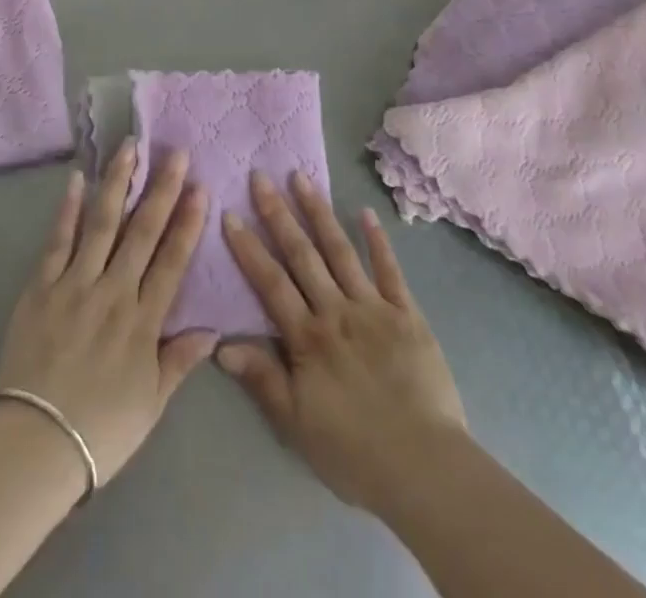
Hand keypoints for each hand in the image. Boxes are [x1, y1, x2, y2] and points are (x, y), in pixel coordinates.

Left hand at [0, 140, 214, 489]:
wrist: (33, 446)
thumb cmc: (99, 431)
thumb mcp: (151, 404)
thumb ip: (179, 360)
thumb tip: (213, 329)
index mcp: (143, 321)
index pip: (172, 261)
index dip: (188, 222)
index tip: (200, 187)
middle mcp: (114, 292)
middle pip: (142, 232)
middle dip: (161, 189)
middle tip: (175, 152)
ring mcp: (75, 284)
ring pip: (102, 223)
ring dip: (117, 183)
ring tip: (129, 148)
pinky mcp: (41, 286)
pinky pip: (58, 240)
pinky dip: (68, 208)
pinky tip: (77, 179)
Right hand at [218, 170, 467, 514]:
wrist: (425, 468)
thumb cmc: (354, 452)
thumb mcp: (297, 424)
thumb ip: (261, 378)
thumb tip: (220, 343)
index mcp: (308, 337)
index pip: (271, 282)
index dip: (249, 248)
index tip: (230, 213)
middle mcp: (336, 311)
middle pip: (302, 255)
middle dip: (279, 214)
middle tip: (261, 176)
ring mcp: (373, 307)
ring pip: (340, 251)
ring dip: (319, 212)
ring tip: (301, 177)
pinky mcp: (407, 313)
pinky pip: (389, 270)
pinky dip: (377, 240)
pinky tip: (366, 212)